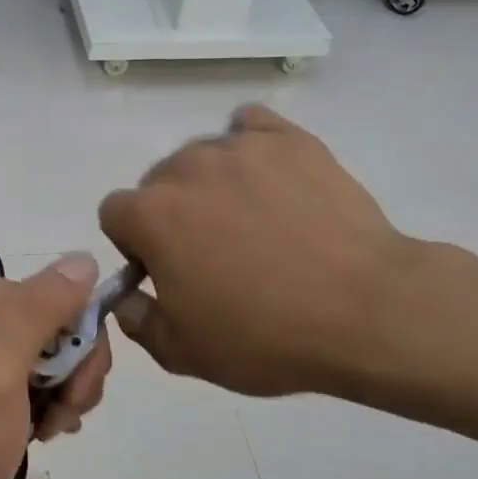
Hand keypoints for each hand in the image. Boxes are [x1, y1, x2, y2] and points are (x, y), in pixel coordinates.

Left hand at [0, 254, 111, 478]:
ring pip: (61, 362)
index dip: (85, 346)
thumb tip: (87, 257)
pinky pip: (43, 385)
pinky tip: (40, 434)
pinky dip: (51, 410)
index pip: (72, 300)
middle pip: (69, 332)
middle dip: (77, 376)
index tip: (72, 390)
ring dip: (66, 398)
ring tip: (44, 431)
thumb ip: (41, 311)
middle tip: (57, 417)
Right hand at [99, 105, 417, 397]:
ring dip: (210, 185)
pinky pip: (251, 126)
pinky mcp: (292, 140)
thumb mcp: (182, 352)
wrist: (364, 312)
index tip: (164, 271)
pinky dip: (250, 148)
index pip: (114, 213)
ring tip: (252, 222)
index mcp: (151, 216)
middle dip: (171, 213)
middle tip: (213, 253)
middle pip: (157, 181)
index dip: (134, 244)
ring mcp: (241, 148)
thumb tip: (125, 297)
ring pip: (203, 156)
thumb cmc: (263, 337)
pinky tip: (269, 179)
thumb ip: (136, 320)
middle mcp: (186, 168)